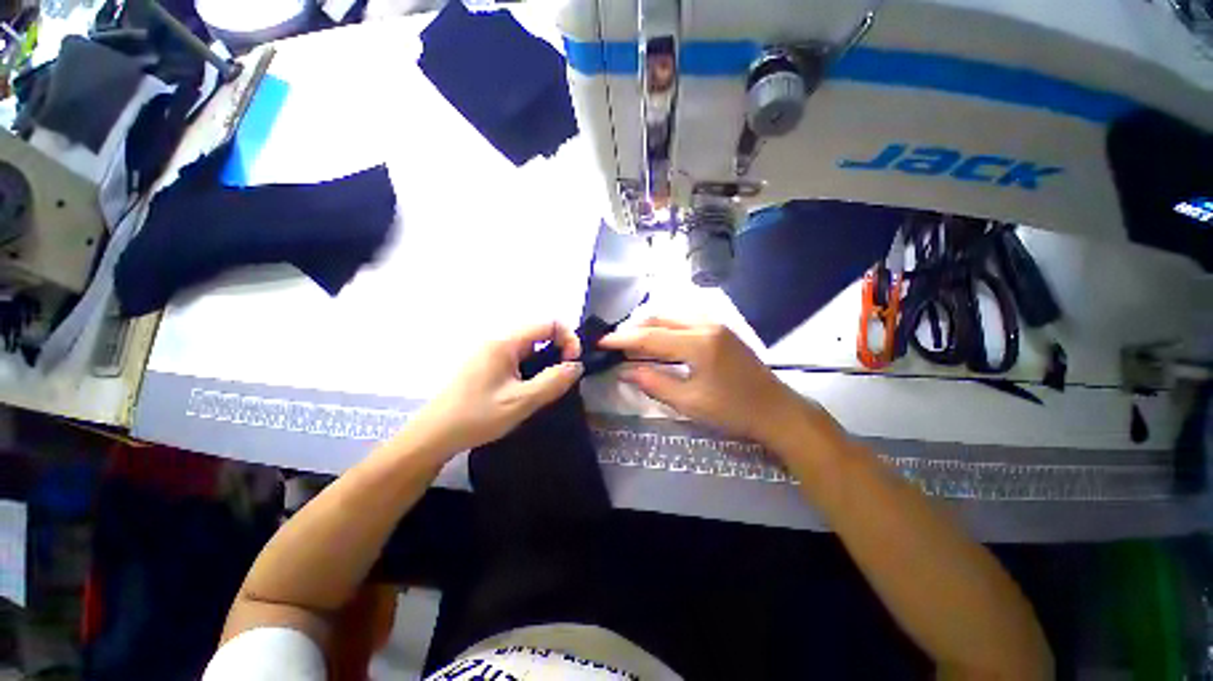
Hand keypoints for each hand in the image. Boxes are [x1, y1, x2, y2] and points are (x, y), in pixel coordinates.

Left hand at [406, 322, 582, 456]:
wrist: (434, 435)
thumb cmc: (477, 417)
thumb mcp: (521, 401)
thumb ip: (553, 381)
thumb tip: (577, 366)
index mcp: (505, 342)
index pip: (549, 323)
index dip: (568, 339)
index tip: (572, 364)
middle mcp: (498, 341)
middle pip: (540, 333)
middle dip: (559, 351)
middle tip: (564, 378)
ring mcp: (491, 352)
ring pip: (530, 347)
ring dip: (546, 362)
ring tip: (548, 387)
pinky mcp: (487, 365)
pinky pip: (518, 358)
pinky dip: (532, 368)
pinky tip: (530, 389)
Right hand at [599, 318, 814, 448]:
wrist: (777, 411)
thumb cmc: (733, 411)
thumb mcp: (689, 402)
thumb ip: (654, 383)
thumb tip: (624, 371)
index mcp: (699, 343)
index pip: (651, 336)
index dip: (623, 339)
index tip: (601, 342)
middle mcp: (706, 324)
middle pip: (660, 318)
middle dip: (634, 329)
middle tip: (616, 344)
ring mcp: (716, 323)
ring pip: (673, 315)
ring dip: (650, 325)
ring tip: (633, 342)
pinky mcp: (721, 329)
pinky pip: (685, 319)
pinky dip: (666, 326)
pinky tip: (660, 339)